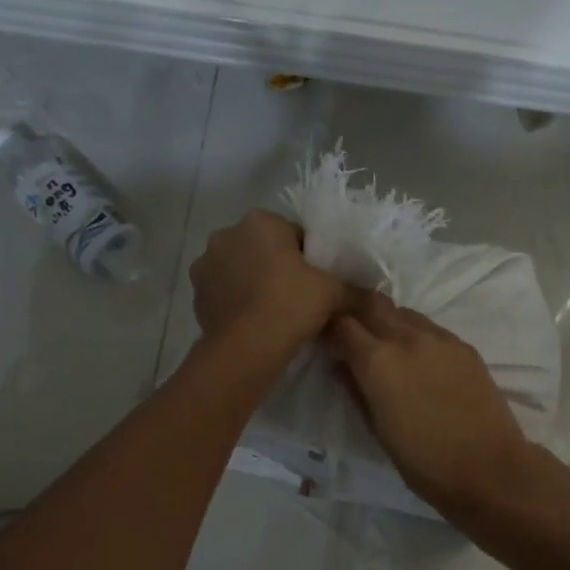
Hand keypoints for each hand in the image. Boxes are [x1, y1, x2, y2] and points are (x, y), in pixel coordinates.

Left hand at [190, 210, 346, 360]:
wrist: (246, 347)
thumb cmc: (291, 304)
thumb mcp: (333, 292)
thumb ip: (354, 289)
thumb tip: (373, 298)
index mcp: (261, 221)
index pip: (293, 233)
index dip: (308, 257)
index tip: (316, 281)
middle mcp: (227, 234)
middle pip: (262, 248)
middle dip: (276, 266)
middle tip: (297, 296)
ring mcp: (206, 264)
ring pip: (240, 268)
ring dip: (253, 282)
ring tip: (273, 312)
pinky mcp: (196, 293)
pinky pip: (224, 291)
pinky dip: (237, 301)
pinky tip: (253, 322)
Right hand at [325, 293, 533, 516]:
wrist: (489, 469)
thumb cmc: (424, 462)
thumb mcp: (376, 430)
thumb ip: (355, 389)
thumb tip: (340, 364)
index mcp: (377, 361)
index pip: (341, 324)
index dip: (329, 329)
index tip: (326, 341)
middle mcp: (406, 337)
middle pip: (371, 304)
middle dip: (355, 312)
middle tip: (350, 333)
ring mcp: (439, 337)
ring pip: (402, 312)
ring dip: (386, 321)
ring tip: (385, 346)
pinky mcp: (463, 345)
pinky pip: (429, 327)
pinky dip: (414, 334)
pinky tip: (418, 359)